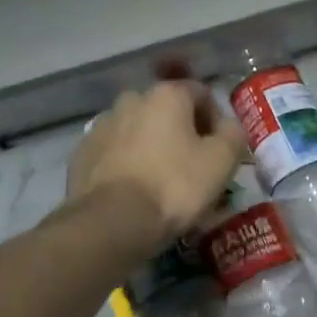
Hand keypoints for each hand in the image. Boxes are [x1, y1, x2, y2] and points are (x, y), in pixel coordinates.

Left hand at [68, 82, 246, 245]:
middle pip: (166, 110)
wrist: (113, 222)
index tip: (221, 149)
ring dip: (152, 145)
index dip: (216, 120)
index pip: (201, 94)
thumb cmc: (175, 185)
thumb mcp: (222, 161)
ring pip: (138, 130)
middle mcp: (131, 100)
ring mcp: (102, 125)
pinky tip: (135, 189)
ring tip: (161, 179)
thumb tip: (229, 126)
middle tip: (193, 165)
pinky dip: (127, 162)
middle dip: (182, 131)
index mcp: (166, 95)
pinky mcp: (83, 153)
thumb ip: (233, 134)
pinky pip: (114, 151)